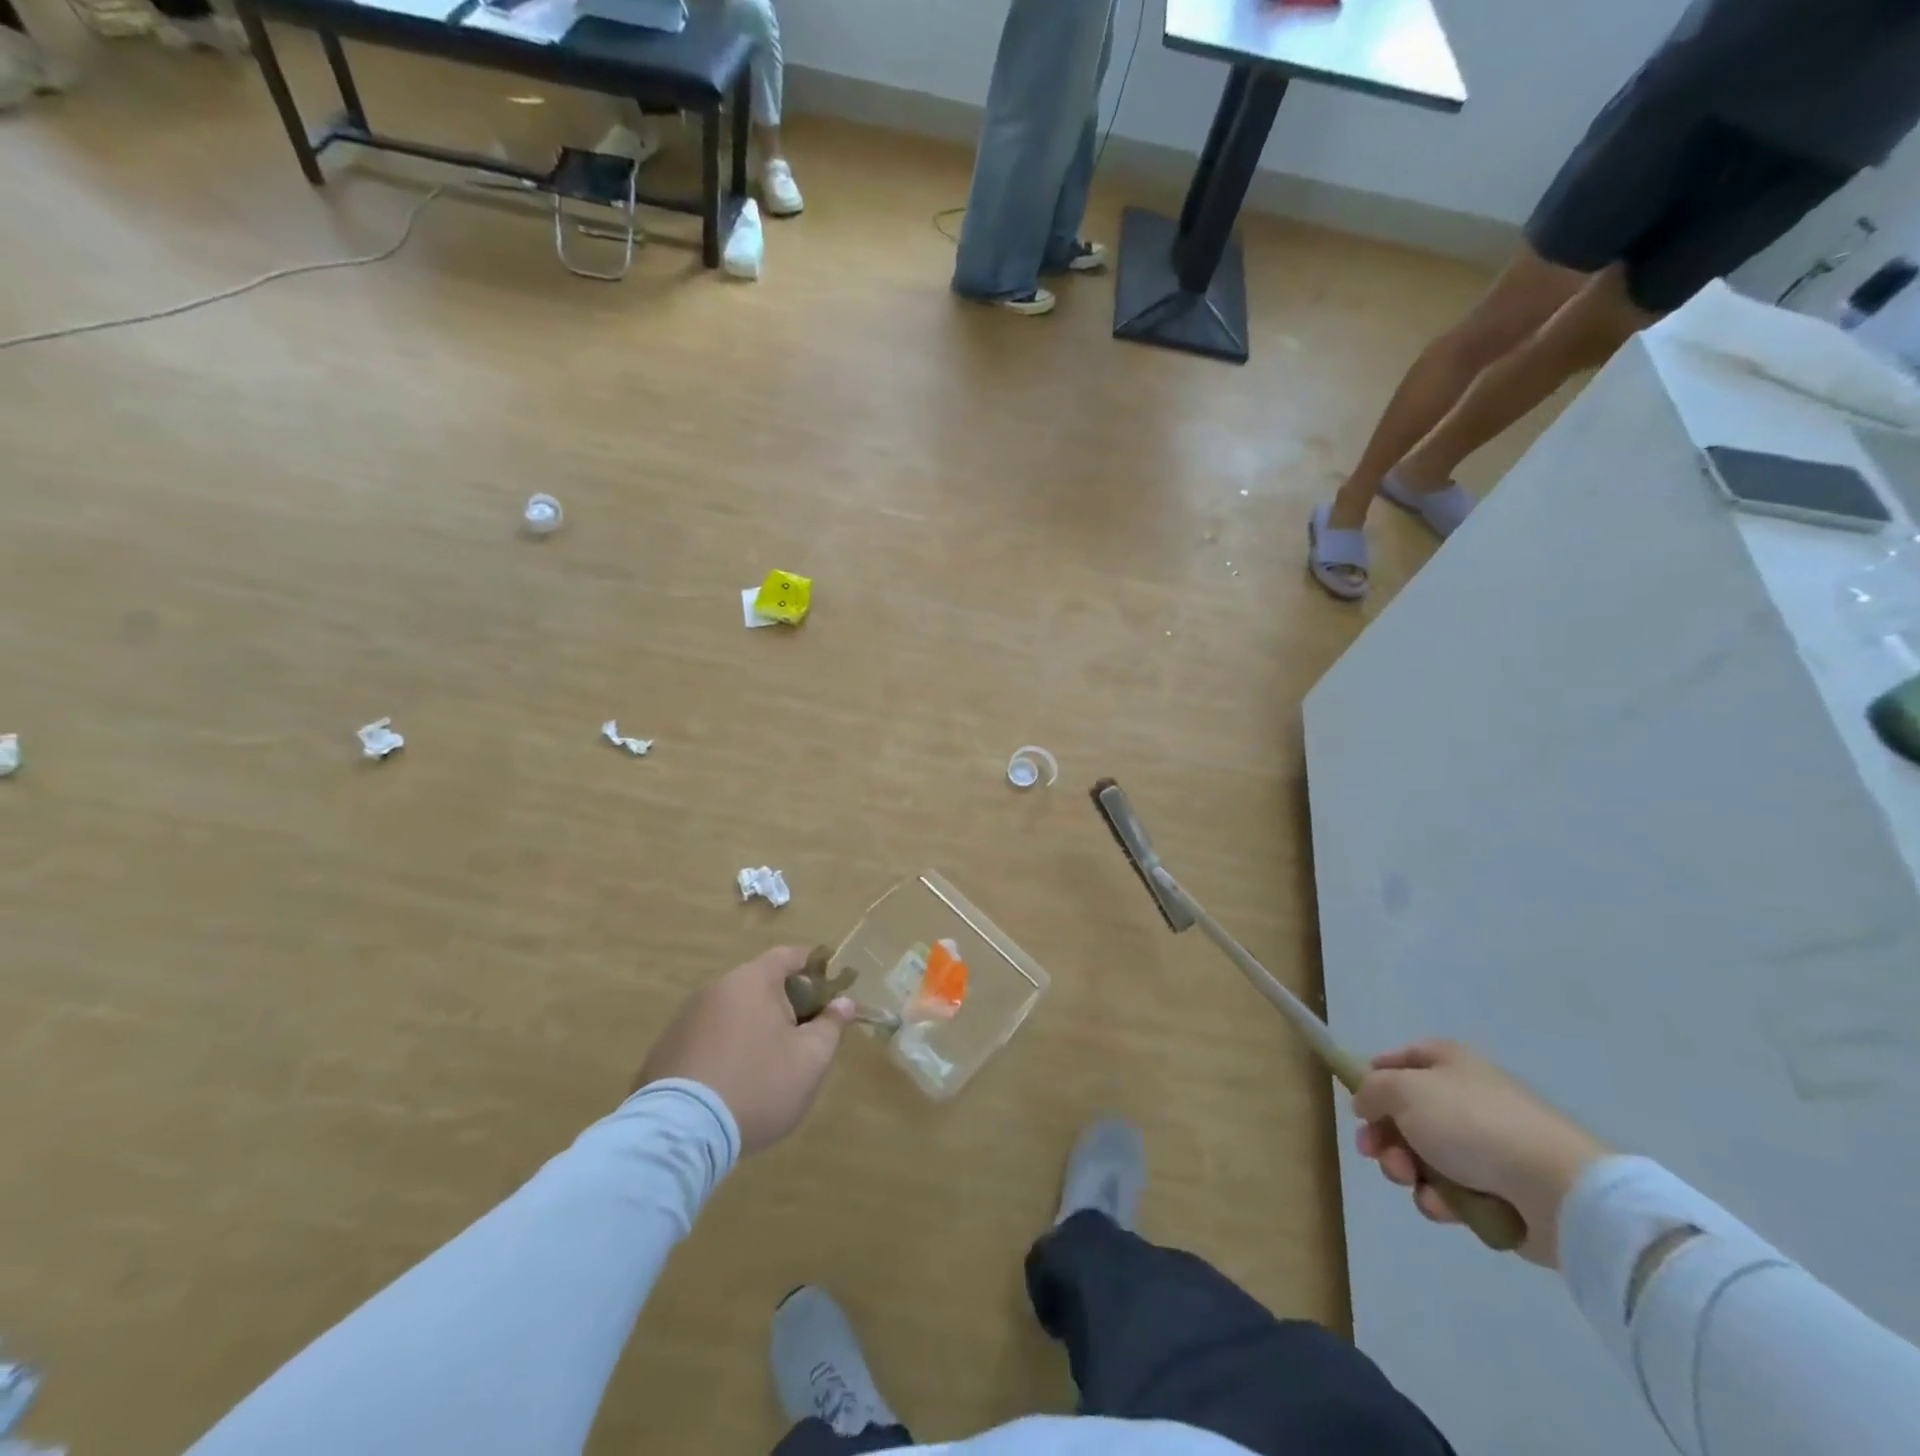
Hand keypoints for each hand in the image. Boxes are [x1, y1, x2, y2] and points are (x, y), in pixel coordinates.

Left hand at [635, 945, 853, 1153]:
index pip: (790, 955)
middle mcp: (716, 988)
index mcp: (753, 980)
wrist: (680, 1134)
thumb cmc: (757, 1086)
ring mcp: (685, 1018)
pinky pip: (707, 1038)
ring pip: (733, 1012)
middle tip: (804, 1038)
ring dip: (754, 1028)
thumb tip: (844, 1002)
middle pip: (761, 984)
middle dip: (786, 1005)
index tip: (831, 992)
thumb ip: (831, 1026)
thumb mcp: (810, 1059)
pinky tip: (732, 1084)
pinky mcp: (665, 1049)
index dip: (815, 968)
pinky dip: (725, 1050)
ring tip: (767, 1067)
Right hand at [1352, 1041, 1608, 1266]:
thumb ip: (1371, 1090)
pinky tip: (1443, 1205)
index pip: (1399, 1059)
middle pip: (1405, 1113)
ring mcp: (1485, 1145)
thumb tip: (1366, 1103)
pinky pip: (1451, 1191)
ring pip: (1423, 1155)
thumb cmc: (1472, 1124)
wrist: (1556, 1191)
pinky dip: (1439, 1199)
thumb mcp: (1403, 1090)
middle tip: (1374, 1152)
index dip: (1374, 1078)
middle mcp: (1465, 1097)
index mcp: (1449, 1063)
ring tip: (1410, 1180)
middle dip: (1383, 1135)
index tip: (1358, 1104)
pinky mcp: (1498, 1190)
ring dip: (1405, 1169)